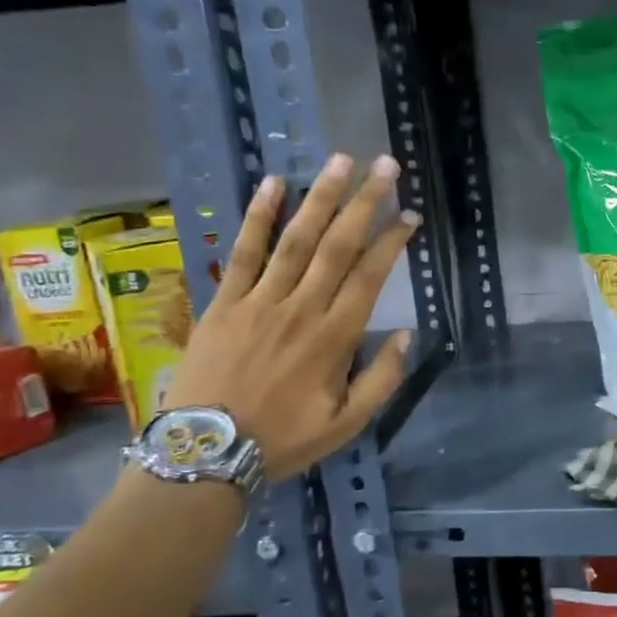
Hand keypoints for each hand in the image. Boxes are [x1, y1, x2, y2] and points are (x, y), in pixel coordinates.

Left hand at [164, 153, 417, 481]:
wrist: (205, 454)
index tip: (410, 215)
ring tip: (340, 162)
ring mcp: (260, 301)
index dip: (393, 241)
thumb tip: (407, 335)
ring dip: (320, 197)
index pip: (370, 275)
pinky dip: (258, 217)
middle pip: (338, 245)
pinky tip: (272, 184)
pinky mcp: (225, 302)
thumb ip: (383, 379)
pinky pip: (243, 252)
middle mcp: (302, 308)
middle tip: (384, 166)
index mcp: (335, 337)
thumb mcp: (348, 423)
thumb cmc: (283, 438)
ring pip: (296, 239)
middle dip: (364, 202)